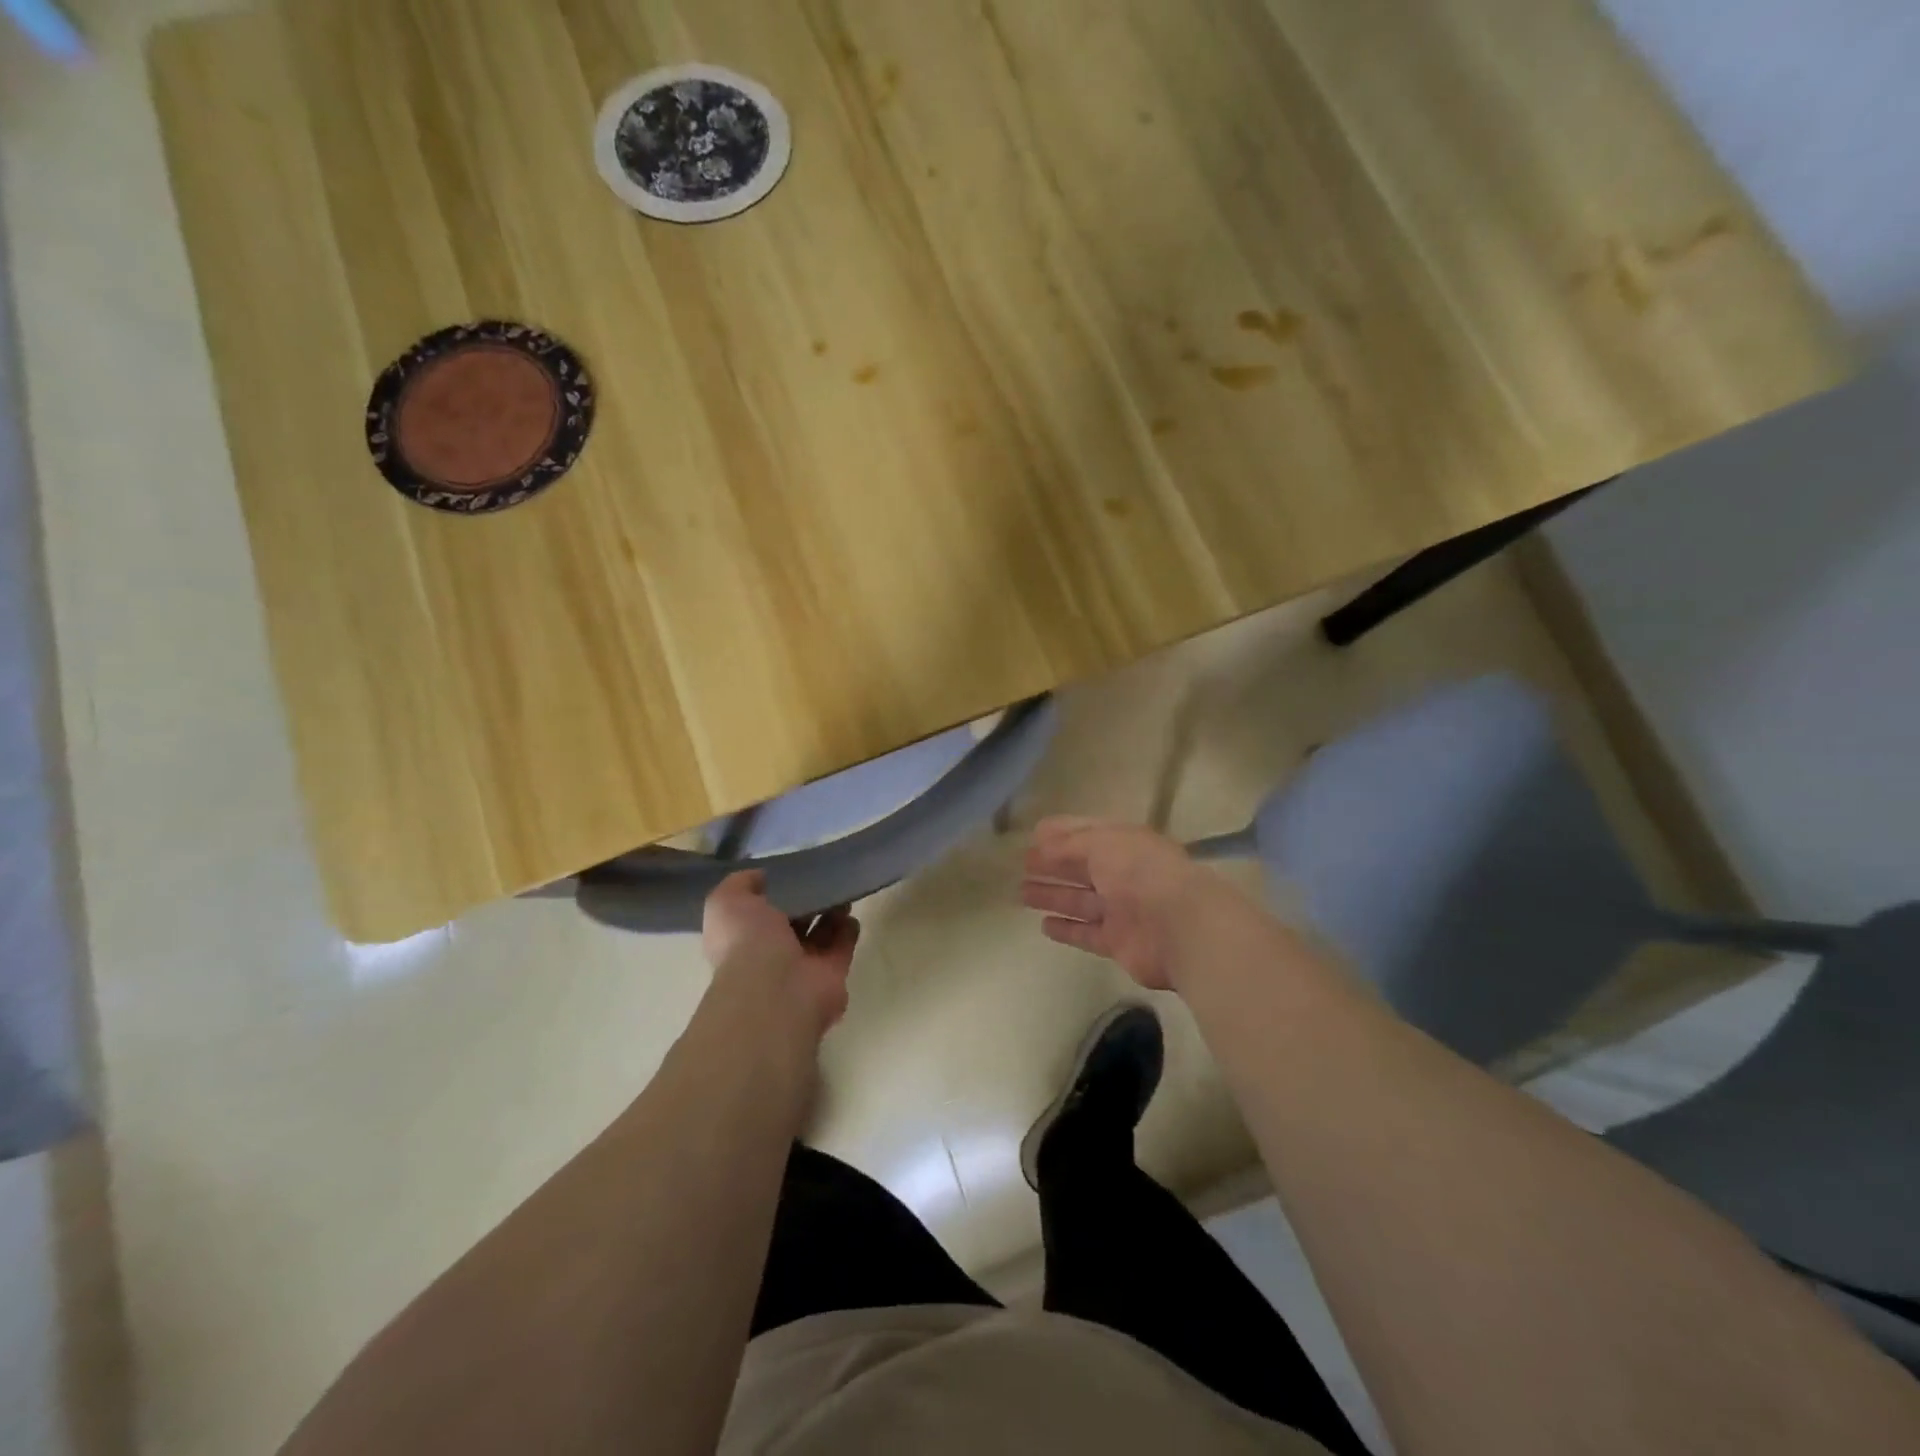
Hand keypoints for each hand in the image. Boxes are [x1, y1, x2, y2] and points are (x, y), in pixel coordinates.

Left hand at [701, 872, 859, 1039]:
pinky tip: (851, 911)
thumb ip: (740, 884)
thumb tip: (761, 877)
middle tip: (821, 875)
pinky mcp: (832, 973)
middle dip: (806, 901)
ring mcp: (803, 966)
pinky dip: (848, 929)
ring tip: (839, 888)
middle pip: (792, 922)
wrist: (776, 989)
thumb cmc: (746, 942)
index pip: (758, 913)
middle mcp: (771, 955)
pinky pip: (842, 945)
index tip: (789, 871)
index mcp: (743, 938)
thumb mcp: (727, 902)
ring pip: (819, 933)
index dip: (772, 892)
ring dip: (830, 911)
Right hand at [1021, 817, 1228, 989]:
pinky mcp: (1119, 943)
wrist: (1180, 926)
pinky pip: (1086, 933)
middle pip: (1082, 868)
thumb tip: (1041, 843)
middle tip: (1022, 865)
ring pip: (1080, 901)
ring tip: (1022, 893)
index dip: (1061, 833)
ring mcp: (1122, 910)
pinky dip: (1066, 929)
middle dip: (1053, 865)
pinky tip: (1044, 925)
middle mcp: (1124, 875)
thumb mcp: (1102, 843)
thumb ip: (1069, 844)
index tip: (1033, 835)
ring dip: (1053, 896)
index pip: (1088, 834)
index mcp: (1125, 844)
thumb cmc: (1141, 872)